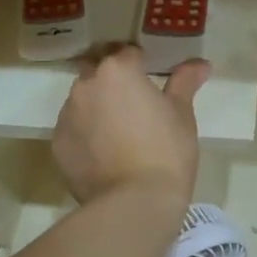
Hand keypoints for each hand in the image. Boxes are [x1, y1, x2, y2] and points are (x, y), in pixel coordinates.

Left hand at [53, 46, 209, 206]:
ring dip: (97, 107)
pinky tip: (105, 154)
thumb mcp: (182, 114)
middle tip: (136, 105)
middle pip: (99, 72)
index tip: (153, 82)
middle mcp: (85, 85)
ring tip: (119, 133)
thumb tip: (200, 64)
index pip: (129, 53)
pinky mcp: (57, 144)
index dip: (142, 65)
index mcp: (118, 70)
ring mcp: (66, 115)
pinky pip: (73, 129)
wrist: (134, 203)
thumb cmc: (166, 152)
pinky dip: (86, 134)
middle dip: (114, 82)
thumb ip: (185, 83)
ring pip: (82, 100)